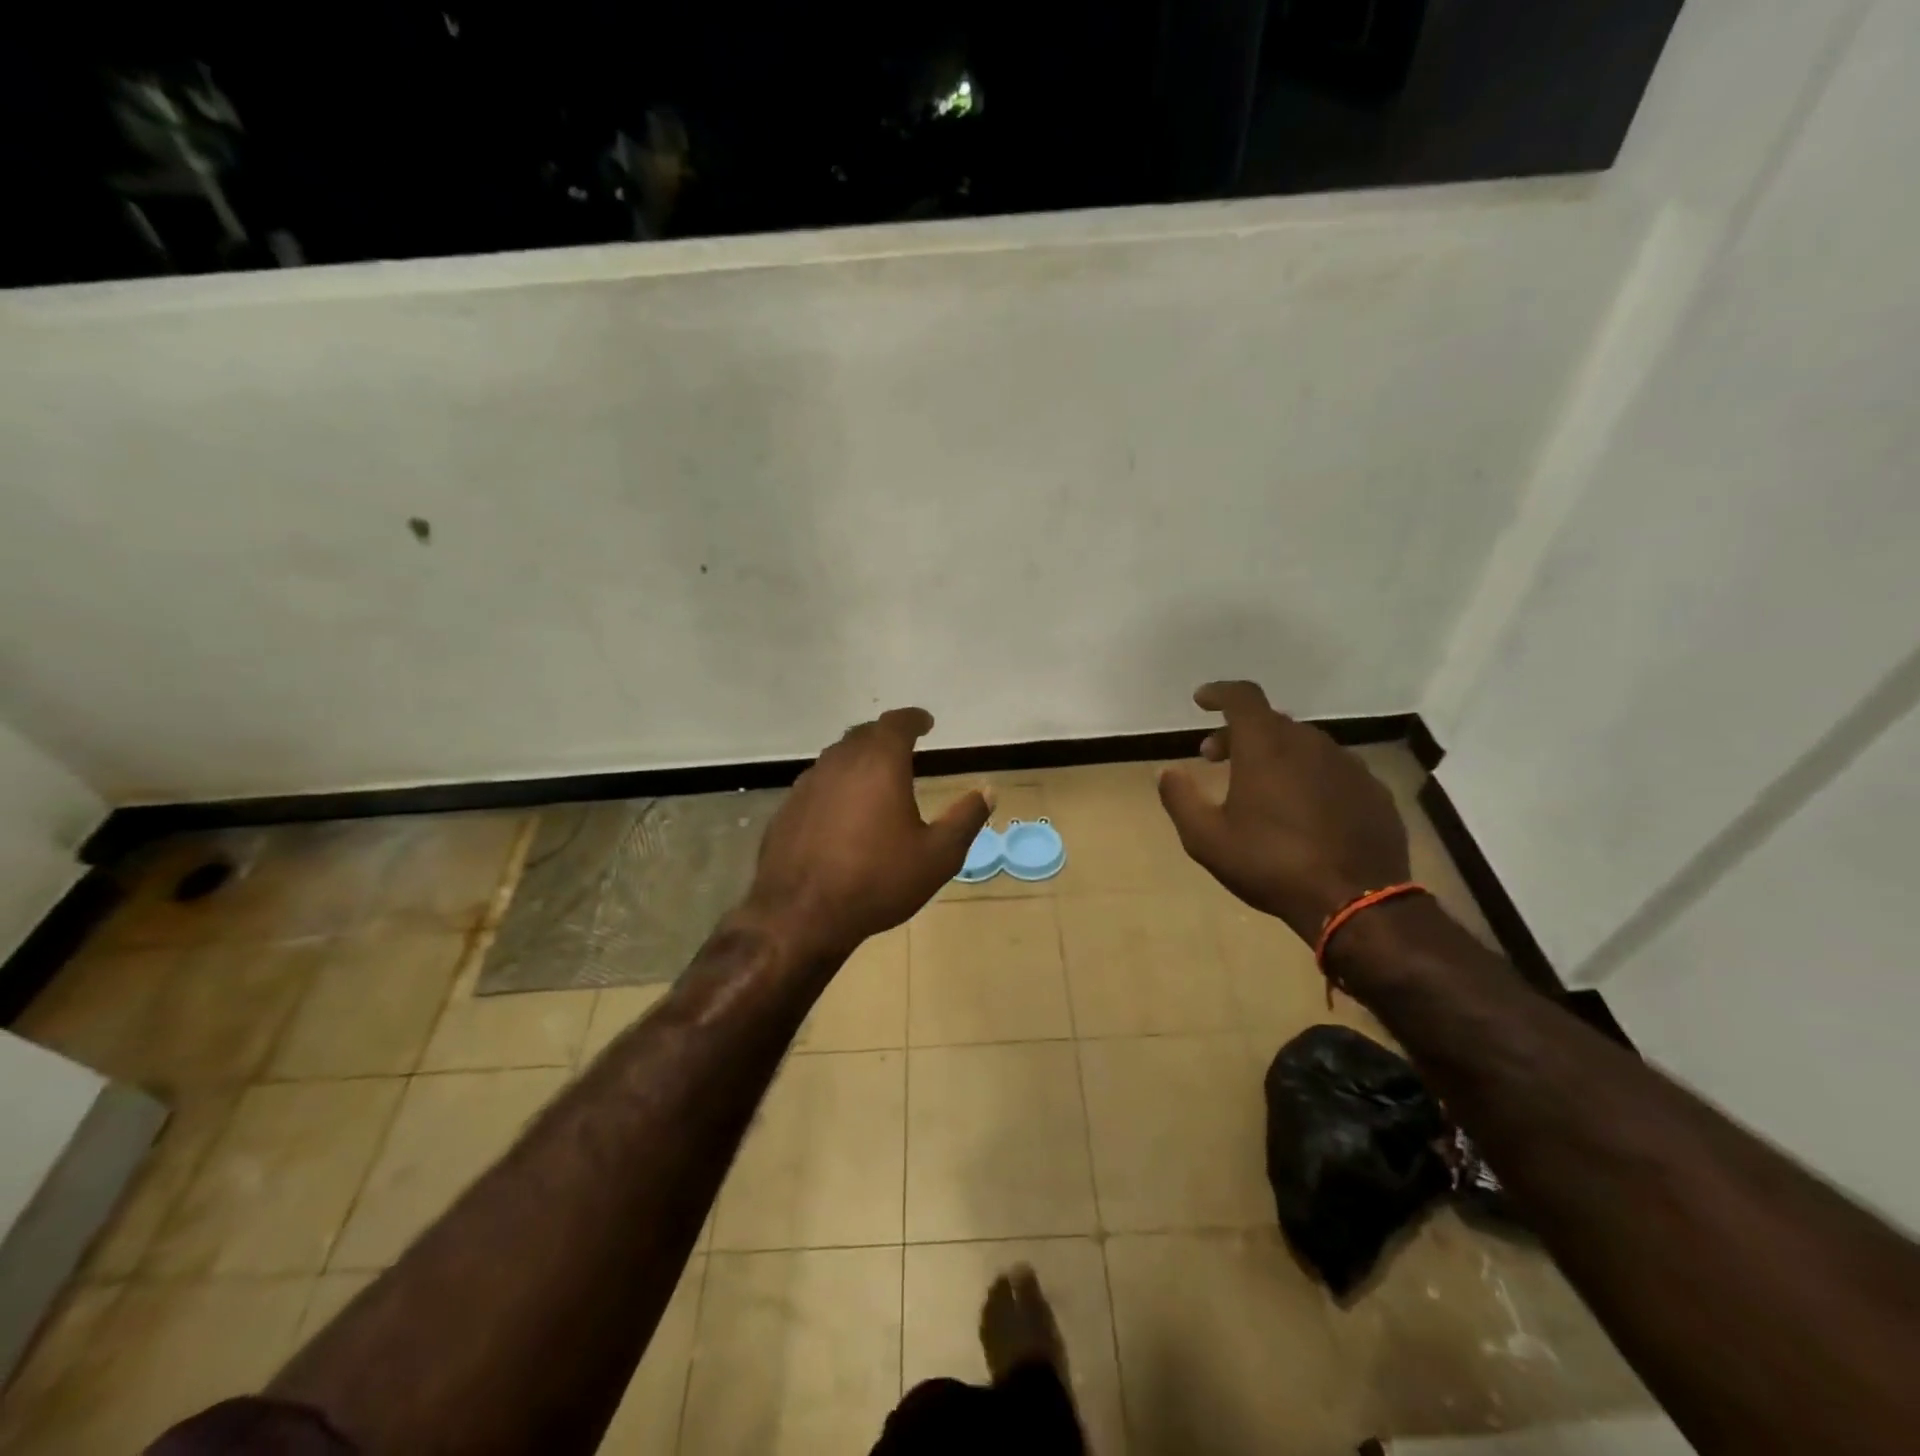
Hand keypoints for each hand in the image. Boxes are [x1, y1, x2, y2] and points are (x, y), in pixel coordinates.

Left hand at [746, 707, 990, 960]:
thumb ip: (965, 819)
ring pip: (836, 758)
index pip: (897, 724)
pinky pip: (817, 784)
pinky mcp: (787, 809)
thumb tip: (987, 791)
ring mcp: (808, 785)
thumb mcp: (937, 856)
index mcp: (879, 764)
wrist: (800, 915)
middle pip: (863, 735)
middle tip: (902, 747)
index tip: (925, 722)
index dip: (914, 719)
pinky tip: (841, 811)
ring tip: (874, 777)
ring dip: (858, 759)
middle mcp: (840, 763)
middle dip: (885, 736)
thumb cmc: (877, 881)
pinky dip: (835, 786)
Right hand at [1157, 681, 1408, 941]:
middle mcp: (1310, 743)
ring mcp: (1348, 766)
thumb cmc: (1270, 864)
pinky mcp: (1374, 791)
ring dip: (1275, 753)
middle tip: (1216, 758)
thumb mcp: (1207, 839)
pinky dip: (1309, 776)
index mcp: (1266, 746)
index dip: (1219, 693)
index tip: (1202, 701)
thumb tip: (1167, 772)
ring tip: (1259, 785)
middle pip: (1270, 722)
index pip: (1242, 697)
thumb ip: (1180, 799)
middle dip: (1239, 733)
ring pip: (1303, 745)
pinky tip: (1303, 809)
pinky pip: (1332, 770)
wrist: (1355, 902)